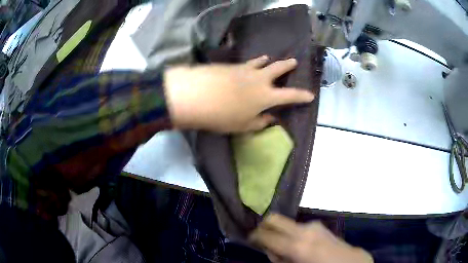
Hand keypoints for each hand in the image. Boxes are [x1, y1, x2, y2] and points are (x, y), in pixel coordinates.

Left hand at [164, 56, 314, 132]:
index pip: (290, 96)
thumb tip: (270, 119)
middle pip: (278, 69)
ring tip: (270, 59)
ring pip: (261, 62)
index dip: (302, 96)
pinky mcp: (231, 66)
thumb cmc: (222, 116)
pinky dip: (252, 63)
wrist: (197, 95)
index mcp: (266, 96)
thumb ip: (259, 122)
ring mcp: (245, 70)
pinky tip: (249, 64)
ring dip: (268, 61)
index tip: (310, 95)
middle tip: (294, 62)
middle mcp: (259, 79)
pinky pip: (247, 63)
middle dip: (288, 65)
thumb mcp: (243, 125)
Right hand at [249, 214, 372, 262]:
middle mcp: (303, 230)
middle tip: (260, 238)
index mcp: (296, 245)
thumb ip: (278, 258)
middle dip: (263, 226)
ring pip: (286, 222)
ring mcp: (312, 225)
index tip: (250, 239)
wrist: (348, 262)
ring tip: (282, 247)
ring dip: (279, 232)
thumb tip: (269, 248)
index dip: (254, 236)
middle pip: (274, 218)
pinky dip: (290, 233)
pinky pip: (297, 226)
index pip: (266, 234)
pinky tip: (296, 245)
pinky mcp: (318, 225)